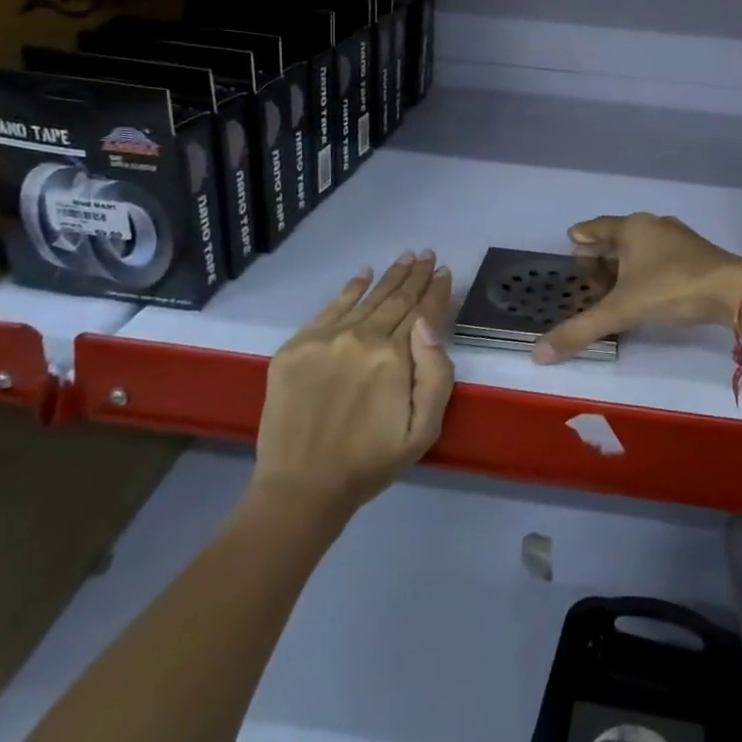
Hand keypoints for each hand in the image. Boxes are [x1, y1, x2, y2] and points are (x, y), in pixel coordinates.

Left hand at [250, 251, 455, 519]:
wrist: (300, 488)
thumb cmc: (370, 462)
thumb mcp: (424, 430)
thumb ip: (436, 373)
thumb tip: (427, 322)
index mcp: (395, 357)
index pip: (423, 312)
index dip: (436, 291)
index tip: (443, 272)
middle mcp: (362, 337)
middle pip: (397, 299)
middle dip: (415, 275)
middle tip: (427, 254)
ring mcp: (326, 338)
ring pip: (367, 298)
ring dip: (390, 276)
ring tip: (405, 257)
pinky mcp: (297, 346)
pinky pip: (330, 307)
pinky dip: (351, 288)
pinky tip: (364, 273)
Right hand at [533, 214, 741, 363]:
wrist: (733, 291)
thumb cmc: (671, 288)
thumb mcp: (622, 311)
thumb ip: (580, 330)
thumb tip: (538, 354)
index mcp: (632, 228)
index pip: (598, 227)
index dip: (582, 235)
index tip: (570, 240)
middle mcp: (653, 226)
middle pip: (619, 235)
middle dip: (602, 250)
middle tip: (585, 266)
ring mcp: (678, 239)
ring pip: (642, 246)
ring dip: (625, 260)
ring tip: (612, 279)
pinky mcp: (696, 255)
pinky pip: (660, 256)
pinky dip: (645, 268)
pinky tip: (645, 287)